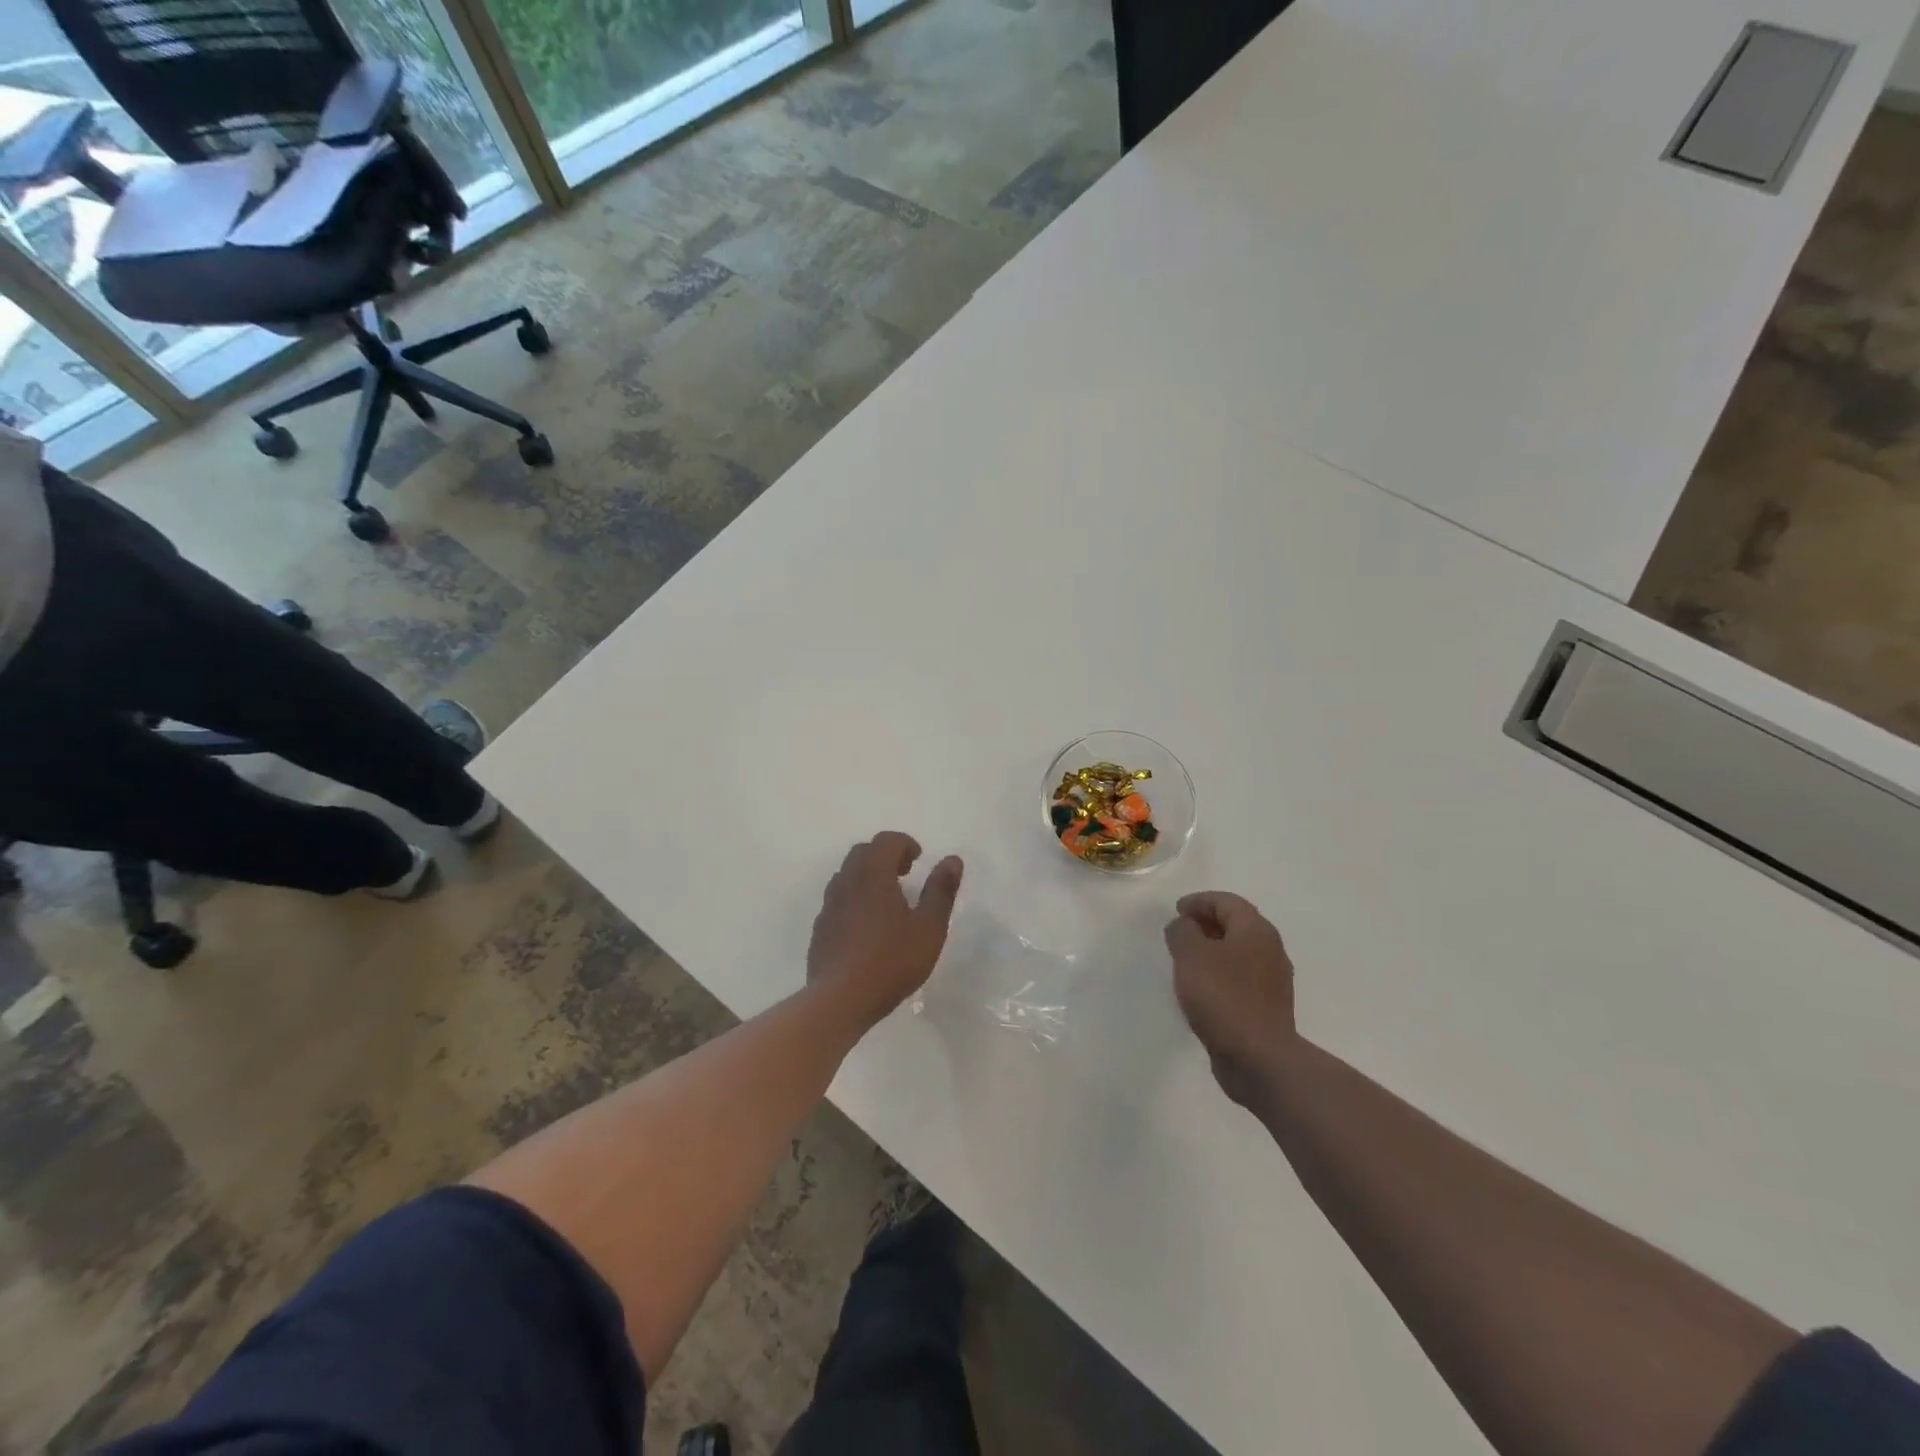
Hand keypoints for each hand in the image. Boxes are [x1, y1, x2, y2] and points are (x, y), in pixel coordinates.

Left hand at [808, 832, 963, 1026]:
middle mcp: (846, 881)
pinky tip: (867, 925)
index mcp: (873, 874)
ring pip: (847, 875)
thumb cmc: (891, 961)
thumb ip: (941, 890)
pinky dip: (854, 898)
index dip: (905, 844)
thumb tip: (952, 859)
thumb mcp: (929, 927)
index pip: (886, 841)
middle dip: (885, 855)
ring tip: (887, 899)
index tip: (919, 859)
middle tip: (905, 874)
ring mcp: (829, 905)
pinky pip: (838, 899)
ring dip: (867, 876)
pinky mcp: (820, 928)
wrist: (839, 999)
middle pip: (863, 852)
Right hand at [1164, 892, 1297, 1108]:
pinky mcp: (1267, 1008)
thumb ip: (1182, 931)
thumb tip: (1184, 925)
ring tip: (1185, 961)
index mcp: (1256, 930)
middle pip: (1236, 925)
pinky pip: (1240, 980)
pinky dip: (1219, 975)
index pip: (1227, 902)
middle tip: (1179, 932)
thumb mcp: (1190, 954)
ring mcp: (1272, 982)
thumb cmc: (1223, 996)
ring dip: (1212, 951)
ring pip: (1239, 954)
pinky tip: (1201, 990)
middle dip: (1206, 924)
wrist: (1258, 1058)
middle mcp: (1271, 950)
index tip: (1176, 911)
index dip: (1199, 901)